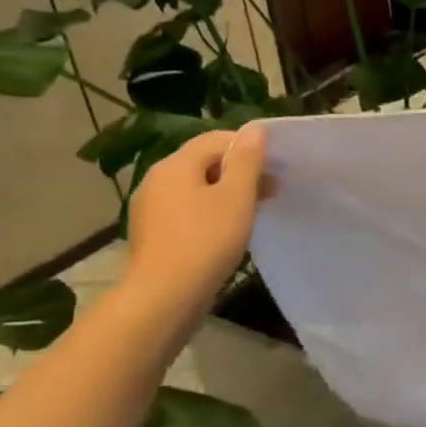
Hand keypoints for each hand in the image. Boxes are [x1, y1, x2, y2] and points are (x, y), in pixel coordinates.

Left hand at [122, 128, 268, 316]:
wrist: (164, 296)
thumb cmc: (206, 241)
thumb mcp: (236, 197)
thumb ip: (247, 160)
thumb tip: (254, 129)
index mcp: (175, 165)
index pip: (215, 139)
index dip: (248, 147)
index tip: (275, 166)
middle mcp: (156, 179)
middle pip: (203, 163)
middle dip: (239, 171)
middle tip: (271, 190)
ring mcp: (150, 208)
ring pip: (195, 188)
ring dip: (225, 192)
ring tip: (252, 211)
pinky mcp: (152, 233)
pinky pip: (185, 210)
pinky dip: (209, 211)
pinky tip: (226, 231)